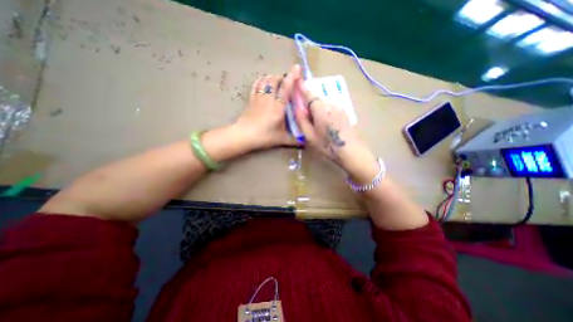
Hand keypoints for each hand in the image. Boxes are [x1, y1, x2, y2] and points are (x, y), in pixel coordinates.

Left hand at [234, 65, 301, 151]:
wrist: (244, 135)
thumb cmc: (264, 136)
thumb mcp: (281, 139)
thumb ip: (294, 140)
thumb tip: (305, 142)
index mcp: (278, 107)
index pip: (286, 88)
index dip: (292, 77)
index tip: (297, 68)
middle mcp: (269, 98)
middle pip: (274, 80)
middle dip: (282, 77)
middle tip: (287, 81)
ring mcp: (258, 97)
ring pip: (265, 80)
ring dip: (272, 77)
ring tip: (277, 81)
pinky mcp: (251, 99)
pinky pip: (256, 85)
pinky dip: (261, 81)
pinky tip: (263, 82)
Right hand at [292, 78, 378, 179]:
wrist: (351, 151)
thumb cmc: (328, 145)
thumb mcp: (310, 136)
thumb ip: (301, 120)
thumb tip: (297, 107)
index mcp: (320, 108)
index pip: (309, 93)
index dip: (302, 87)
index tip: (297, 82)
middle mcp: (330, 103)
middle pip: (316, 97)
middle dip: (309, 102)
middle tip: (305, 115)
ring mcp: (339, 107)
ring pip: (324, 102)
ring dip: (317, 107)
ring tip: (317, 123)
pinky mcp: (344, 112)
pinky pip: (331, 107)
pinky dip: (325, 110)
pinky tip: (326, 123)